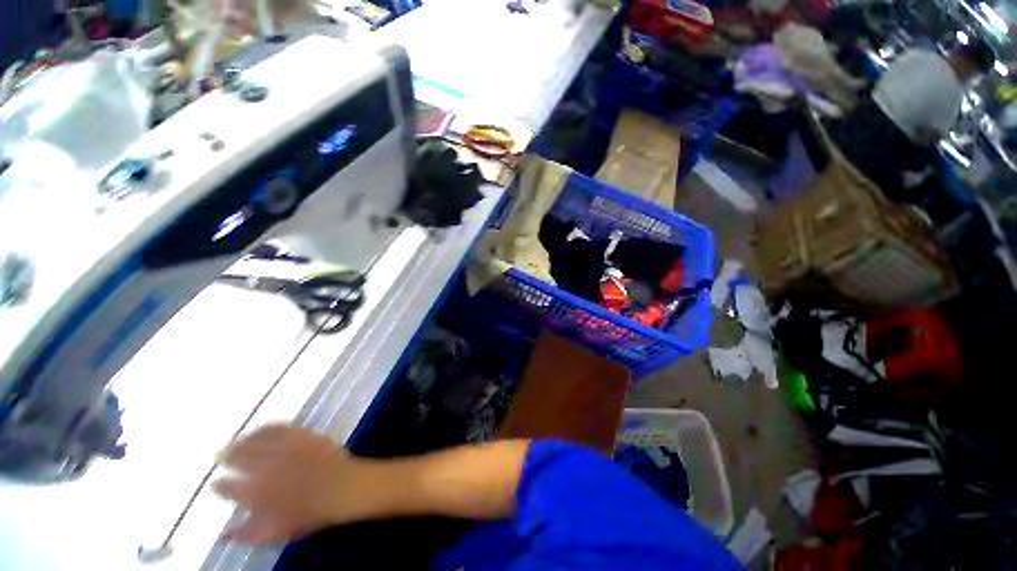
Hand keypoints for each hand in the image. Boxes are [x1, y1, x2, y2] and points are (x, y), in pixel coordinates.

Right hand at [212, 424, 367, 545]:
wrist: (342, 487)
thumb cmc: (309, 513)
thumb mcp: (275, 532)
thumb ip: (246, 534)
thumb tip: (223, 534)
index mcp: (254, 493)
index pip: (228, 488)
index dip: (220, 487)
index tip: (216, 484)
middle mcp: (263, 467)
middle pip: (237, 458)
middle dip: (226, 457)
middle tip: (219, 455)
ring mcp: (282, 448)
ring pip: (254, 440)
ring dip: (242, 440)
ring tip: (236, 441)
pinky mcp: (299, 435)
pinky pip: (277, 428)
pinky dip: (265, 428)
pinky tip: (261, 429)